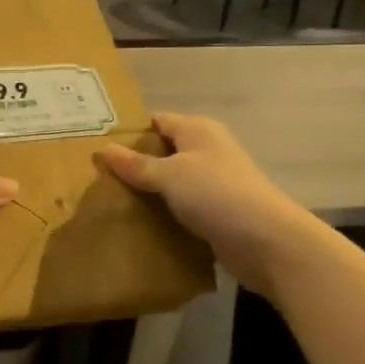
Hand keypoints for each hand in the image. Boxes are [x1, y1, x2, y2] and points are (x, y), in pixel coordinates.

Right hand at [96, 112, 308, 276]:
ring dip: (148, 193)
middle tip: (97, 178)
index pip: (157, 121)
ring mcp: (213, 184)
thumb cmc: (216, 194)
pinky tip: (139, 225)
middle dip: (134, 165)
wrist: (267, 241)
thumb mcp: (169, 175)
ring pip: (171, 183)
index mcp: (197, 130)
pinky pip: (181, 208)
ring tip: (111, 203)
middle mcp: (207, 151)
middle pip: (163, 153)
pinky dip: (164, 215)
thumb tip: (103, 149)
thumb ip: (136, 164)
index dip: (129, 132)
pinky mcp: (216, 213)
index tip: (98, 147)